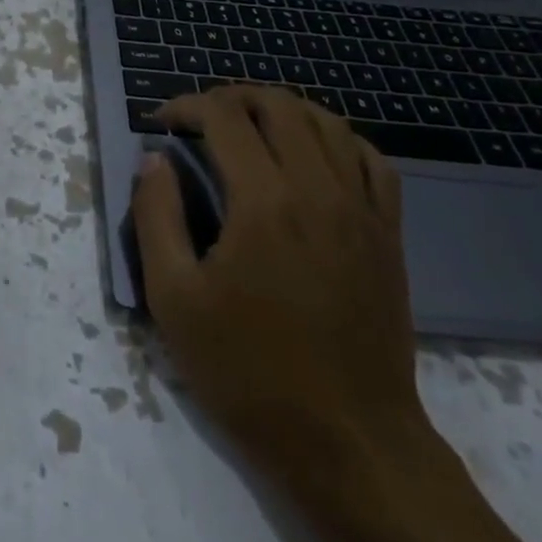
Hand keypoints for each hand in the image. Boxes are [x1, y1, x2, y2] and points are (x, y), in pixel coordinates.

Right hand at [133, 86, 424, 475]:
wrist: (350, 444)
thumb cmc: (250, 373)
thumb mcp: (174, 300)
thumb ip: (156, 218)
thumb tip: (154, 161)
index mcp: (263, 200)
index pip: (223, 116)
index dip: (186, 106)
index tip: (161, 122)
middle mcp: (317, 188)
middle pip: (278, 104)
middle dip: (232, 97)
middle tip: (200, 118)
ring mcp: (360, 210)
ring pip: (327, 122)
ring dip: (282, 109)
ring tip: (250, 126)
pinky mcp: (386, 235)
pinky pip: (371, 160)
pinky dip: (337, 139)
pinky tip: (314, 155)